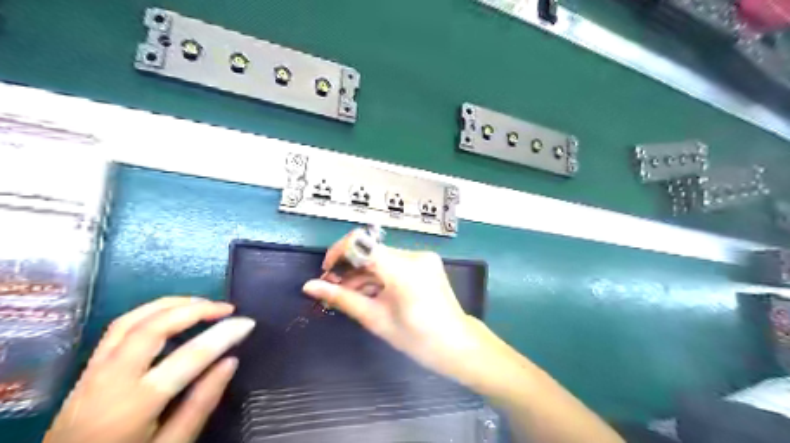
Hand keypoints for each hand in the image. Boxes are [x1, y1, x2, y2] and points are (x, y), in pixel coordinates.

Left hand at [44, 295, 255, 442]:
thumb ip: (200, 404)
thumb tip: (231, 361)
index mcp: (133, 405)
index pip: (188, 357)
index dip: (223, 335)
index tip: (248, 323)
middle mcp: (109, 380)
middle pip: (153, 327)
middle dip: (195, 309)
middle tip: (226, 308)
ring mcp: (93, 372)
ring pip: (131, 319)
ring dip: (171, 304)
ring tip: (203, 304)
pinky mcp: (87, 369)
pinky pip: (118, 328)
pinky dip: (150, 312)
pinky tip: (172, 314)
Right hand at [303, 230, 487, 386]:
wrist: (457, 345)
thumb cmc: (417, 338)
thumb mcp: (375, 319)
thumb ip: (342, 299)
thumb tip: (309, 287)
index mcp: (403, 269)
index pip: (362, 243)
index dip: (338, 253)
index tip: (326, 272)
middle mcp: (414, 255)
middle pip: (371, 251)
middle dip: (349, 269)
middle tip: (333, 290)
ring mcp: (422, 257)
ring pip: (382, 257)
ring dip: (363, 274)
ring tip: (349, 296)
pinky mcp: (425, 262)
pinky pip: (394, 263)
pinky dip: (379, 275)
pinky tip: (370, 293)